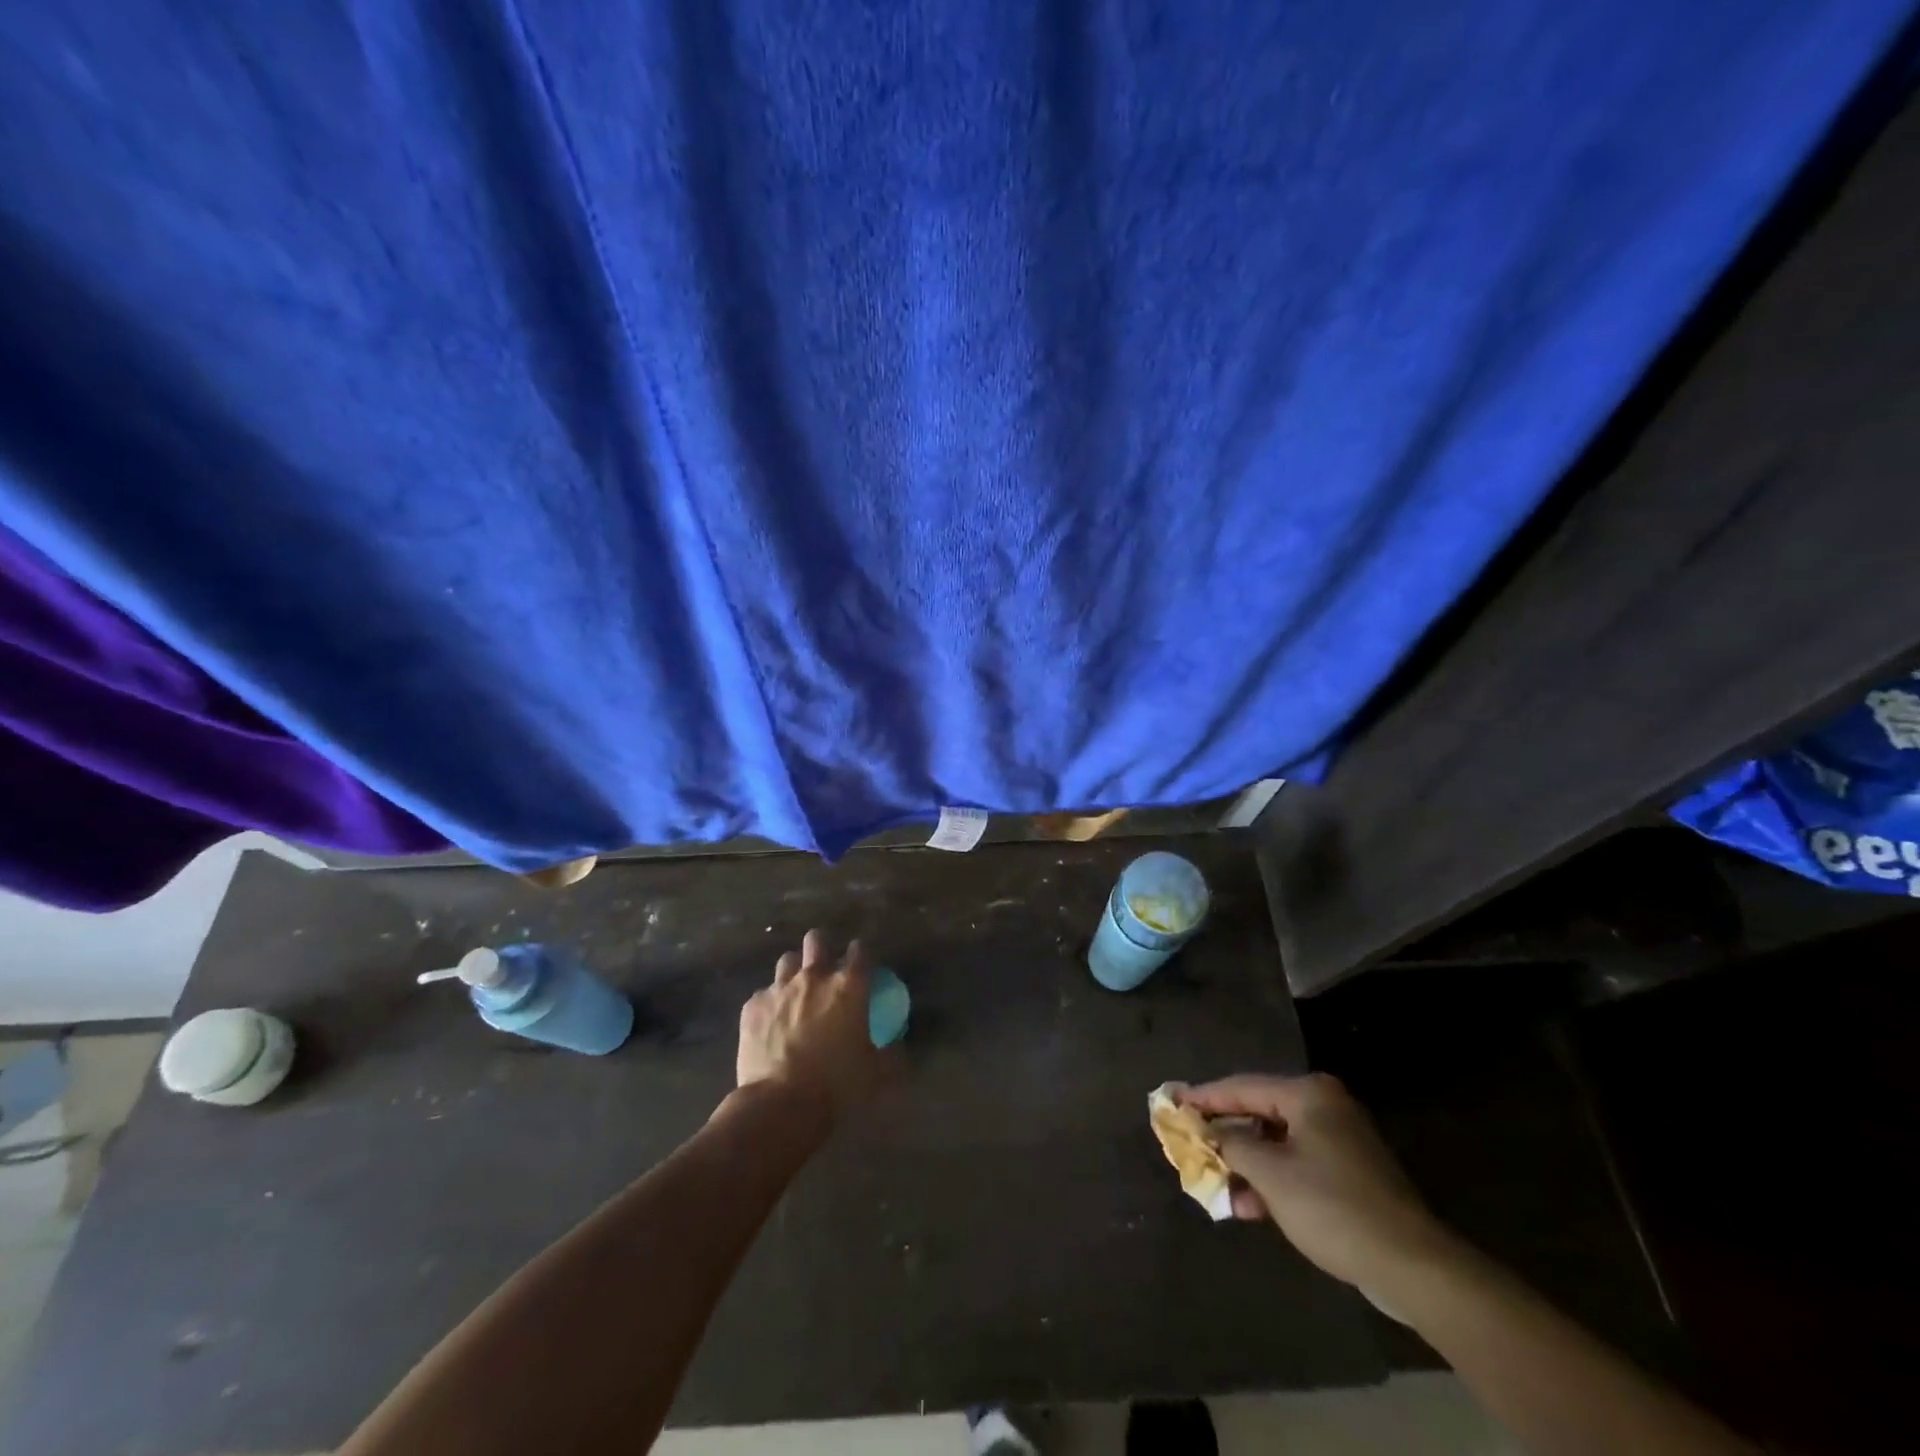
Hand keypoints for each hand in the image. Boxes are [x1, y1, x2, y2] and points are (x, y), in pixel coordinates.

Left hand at [736, 929, 884, 1117]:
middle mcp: (814, 977)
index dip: (862, 954)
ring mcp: (780, 989)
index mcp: (849, 987)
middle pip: (817, 941)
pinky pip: (763, 994)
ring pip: (787, 960)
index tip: (862, 964)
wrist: (780, 1104)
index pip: (861, 951)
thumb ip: (891, 1055)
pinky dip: (770, 1003)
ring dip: (794, 971)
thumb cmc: (836, 1086)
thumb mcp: (876, 1074)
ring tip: (796, 991)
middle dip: (822, 947)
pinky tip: (771, 1022)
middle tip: (825, 968)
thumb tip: (899, 1049)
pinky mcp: (753, 1006)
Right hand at [1179, 1073, 1458, 1296]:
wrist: (1412, 1266)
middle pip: (1259, 1112)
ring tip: (1215, 1183)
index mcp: (1308, 1094)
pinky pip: (1296, 1163)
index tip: (1171, 1102)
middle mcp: (1325, 1106)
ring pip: (1276, 1142)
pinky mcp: (1350, 1172)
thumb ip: (1231, 1144)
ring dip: (1246, 1163)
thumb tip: (1206, 1131)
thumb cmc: (1332, 1206)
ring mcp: (1340, 1139)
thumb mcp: (1270, 1174)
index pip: (1242, 1086)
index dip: (1204, 1097)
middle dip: (1224, 1134)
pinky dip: (1271, 1179)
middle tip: (1190, 1141)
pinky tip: (1250, 1206)